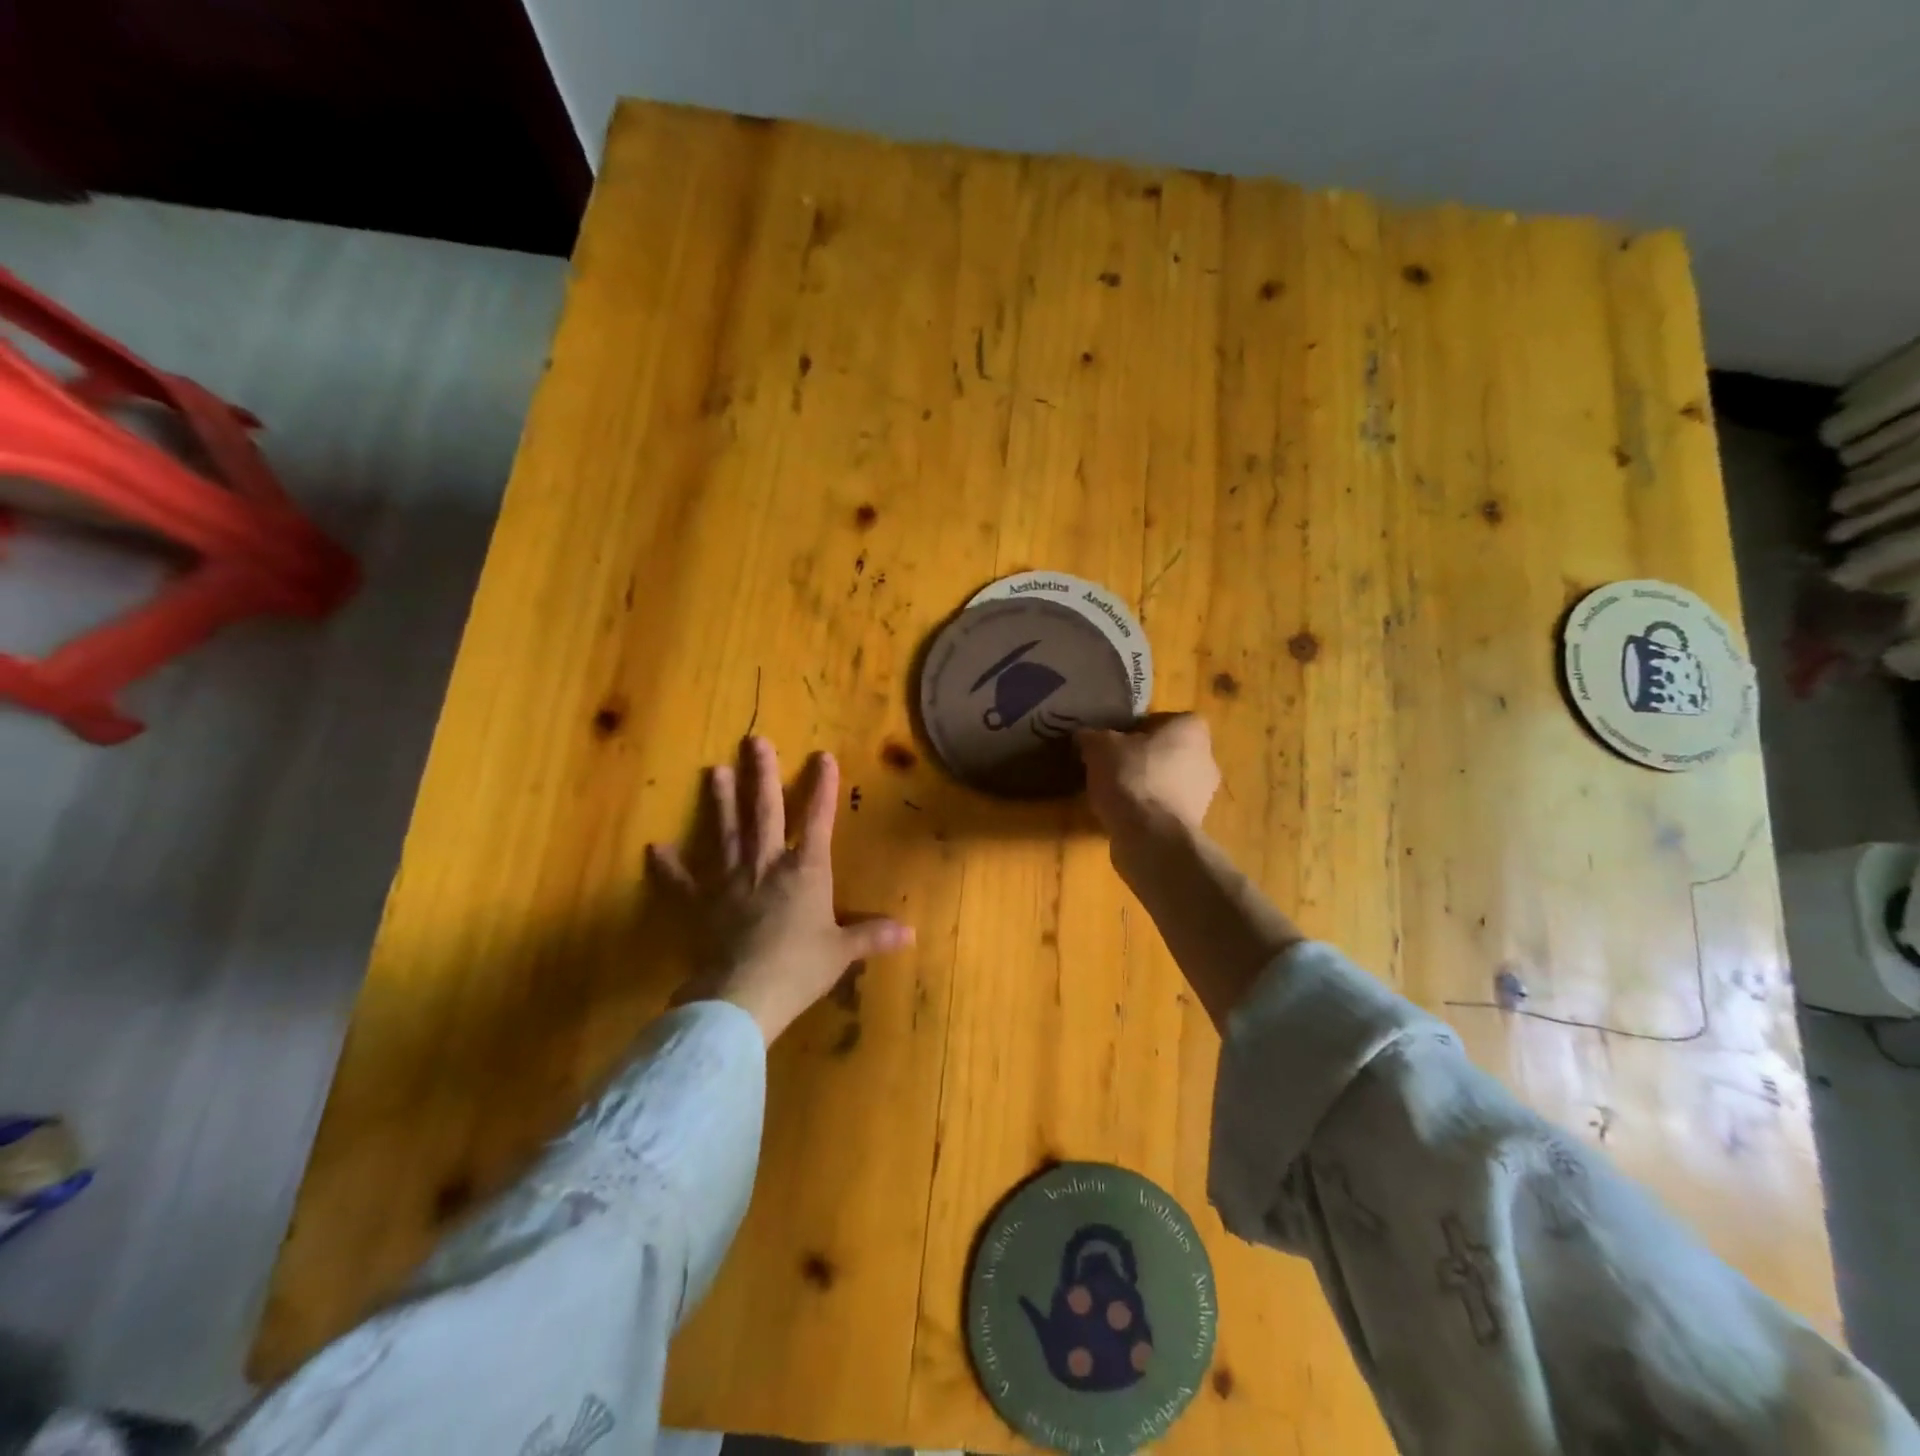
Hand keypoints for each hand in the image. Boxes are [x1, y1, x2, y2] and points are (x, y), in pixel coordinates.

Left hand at [649, 736, 913, 1043]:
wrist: (745, 994)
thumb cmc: (800, 968)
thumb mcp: (842, 952)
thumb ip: (872, 936)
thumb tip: (910, 934)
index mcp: (805, 871)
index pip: (817, 820)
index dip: (822, 788)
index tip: (822, 756)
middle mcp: (767, 864)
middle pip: (765, 811)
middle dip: (762, 775)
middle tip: (754, 741)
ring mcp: (730, 880)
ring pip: (726, 832)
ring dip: (721, 801)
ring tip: (714, 771)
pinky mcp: (701, 903)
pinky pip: (682, 882)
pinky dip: (669, 866)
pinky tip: (656, 848)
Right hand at [1075, 714, 1220, 839]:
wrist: (1151, 837)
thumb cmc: (1132, 778)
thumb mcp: (1099, 747)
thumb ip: (1093, 736)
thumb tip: (1086, 736)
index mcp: (1191, 730)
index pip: (1166, 719)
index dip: (1139, 727)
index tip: (1116, 740)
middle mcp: (1206, 759)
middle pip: (1168, 751)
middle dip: (1142, 758)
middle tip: (1112, 765)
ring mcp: (1203, 795)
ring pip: (1167, 781)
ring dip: (1145, 785)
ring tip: (1112, 793)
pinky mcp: (1192, 824)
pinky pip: (1164, 808)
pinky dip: (1147, 810)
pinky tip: (1123, 815)